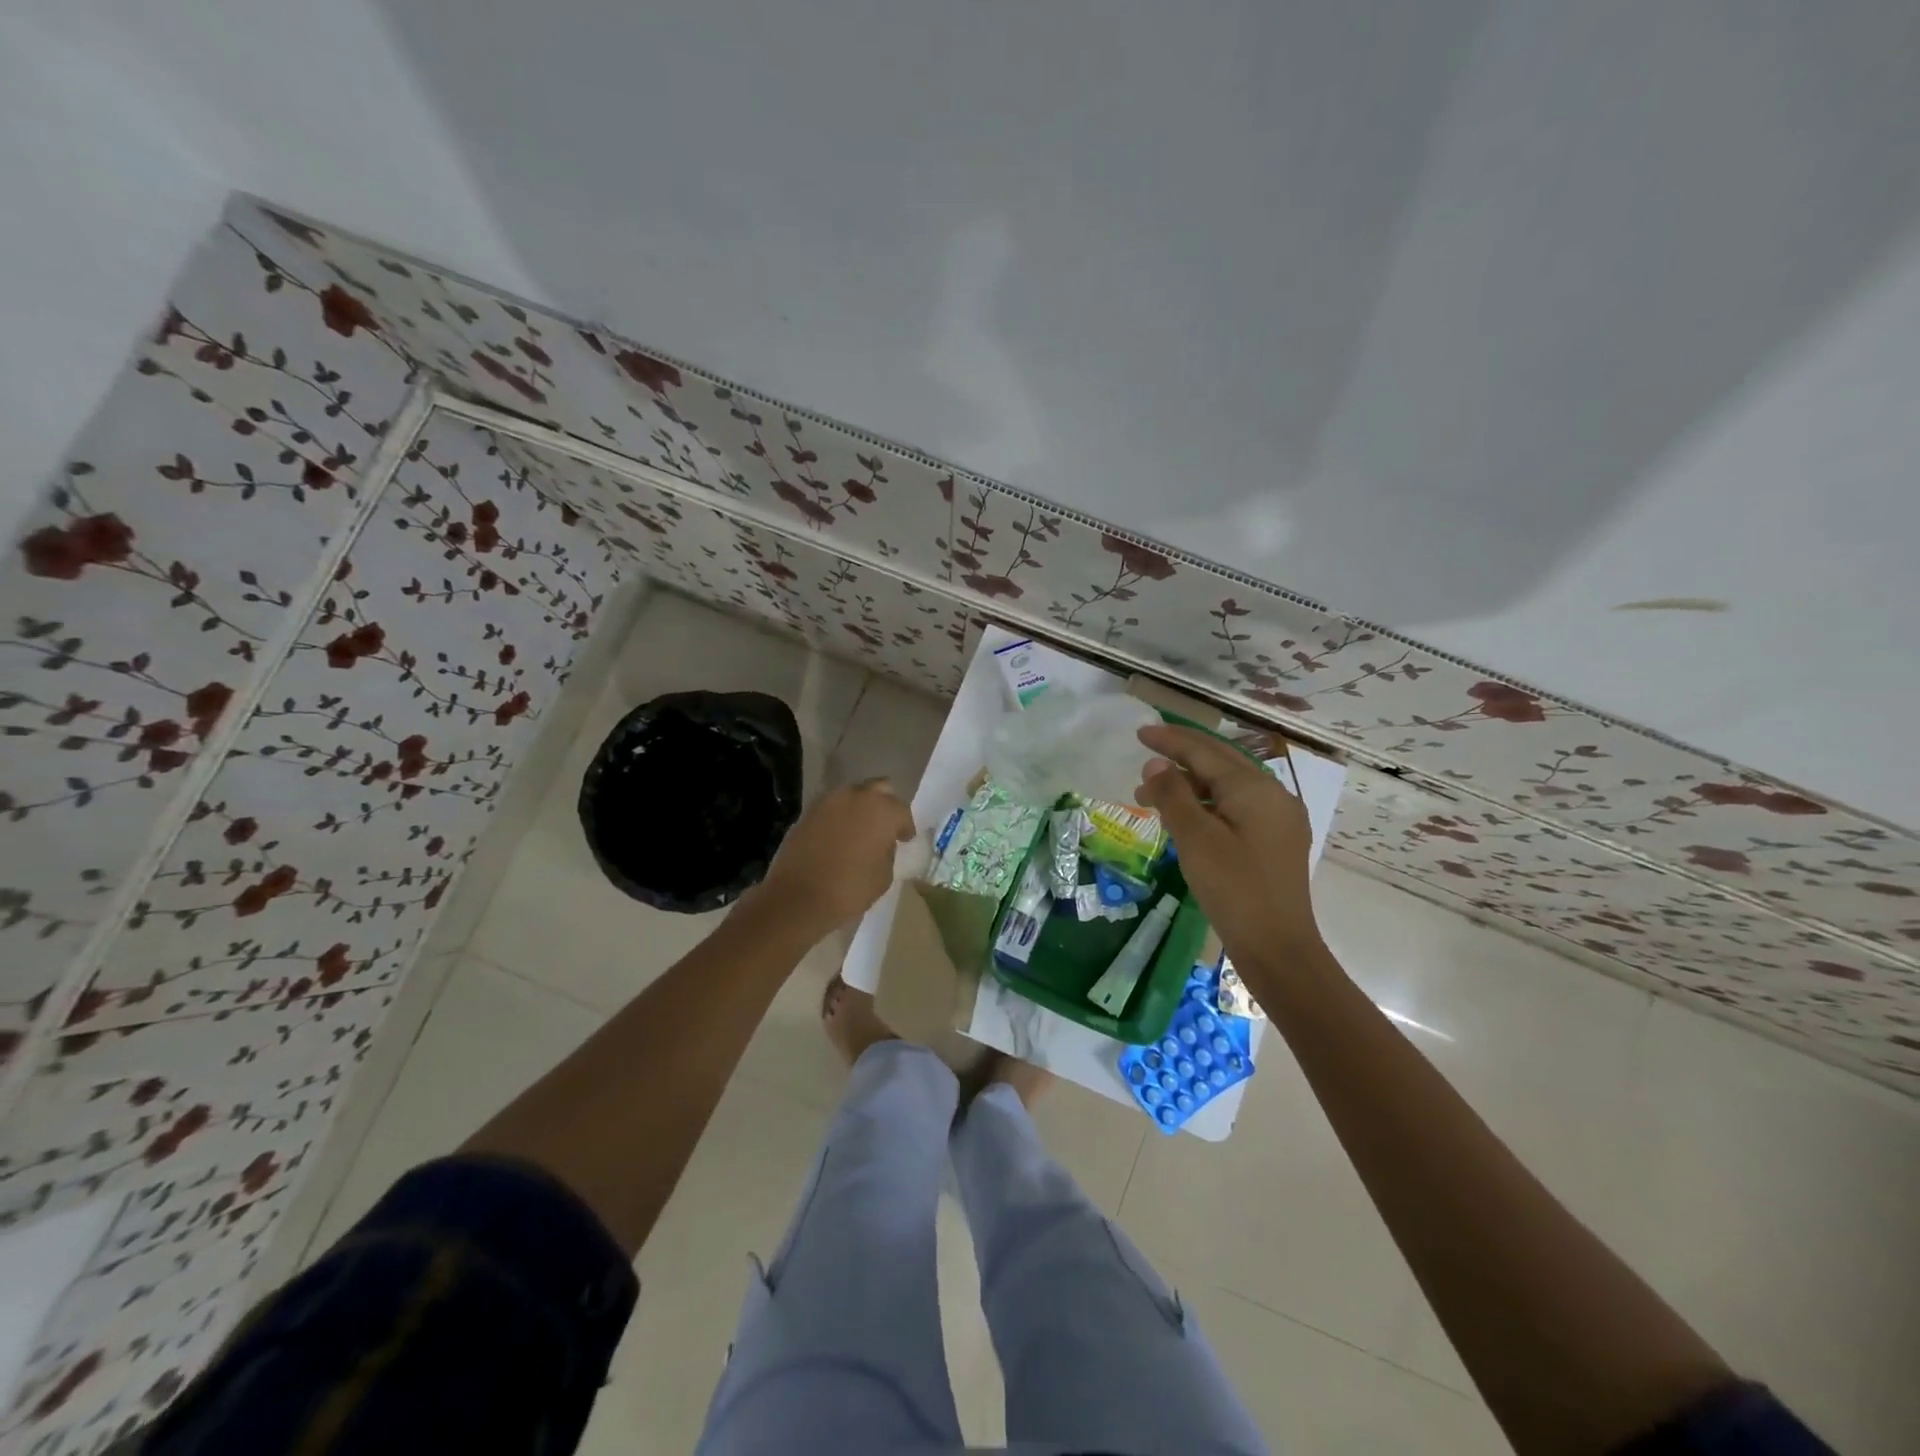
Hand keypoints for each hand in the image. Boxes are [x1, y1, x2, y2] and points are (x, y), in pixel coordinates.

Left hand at [754, 777, 914, 935]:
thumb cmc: (849, 889)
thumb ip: (888, 851)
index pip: (902, 811)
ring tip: (861, 830)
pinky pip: (832, 807)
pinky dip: (840, 816)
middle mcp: (857, 796)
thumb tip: (882, 843)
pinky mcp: (808, 811)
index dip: (905, 826)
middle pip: (879, 789)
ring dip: (861, 808)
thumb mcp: (884, 875)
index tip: (905, 839)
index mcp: (882, 810)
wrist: (797, 898)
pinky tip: (839, 835)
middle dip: (885, 805)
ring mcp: (829, 801)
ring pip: (853, 794)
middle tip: (885, 826)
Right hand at [1135, 724, 1322, 965]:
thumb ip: (1173, 795)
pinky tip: (1185, 817)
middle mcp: (1273, 795)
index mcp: (1255, 788)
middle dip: (1180, 757)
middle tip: (1145, 756)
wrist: (1278, 948)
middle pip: (1220, 762)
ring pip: (1227, 787)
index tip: (1140, 731)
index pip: (1205, 752)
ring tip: (1152, 796)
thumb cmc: (1233, 889)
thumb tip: (1156, 764)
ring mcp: (1278, 820)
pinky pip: (1236, 807)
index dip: (1171, 740)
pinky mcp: (1274, 842)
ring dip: (1190, 784)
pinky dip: (1206, 804)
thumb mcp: (1196, 839)